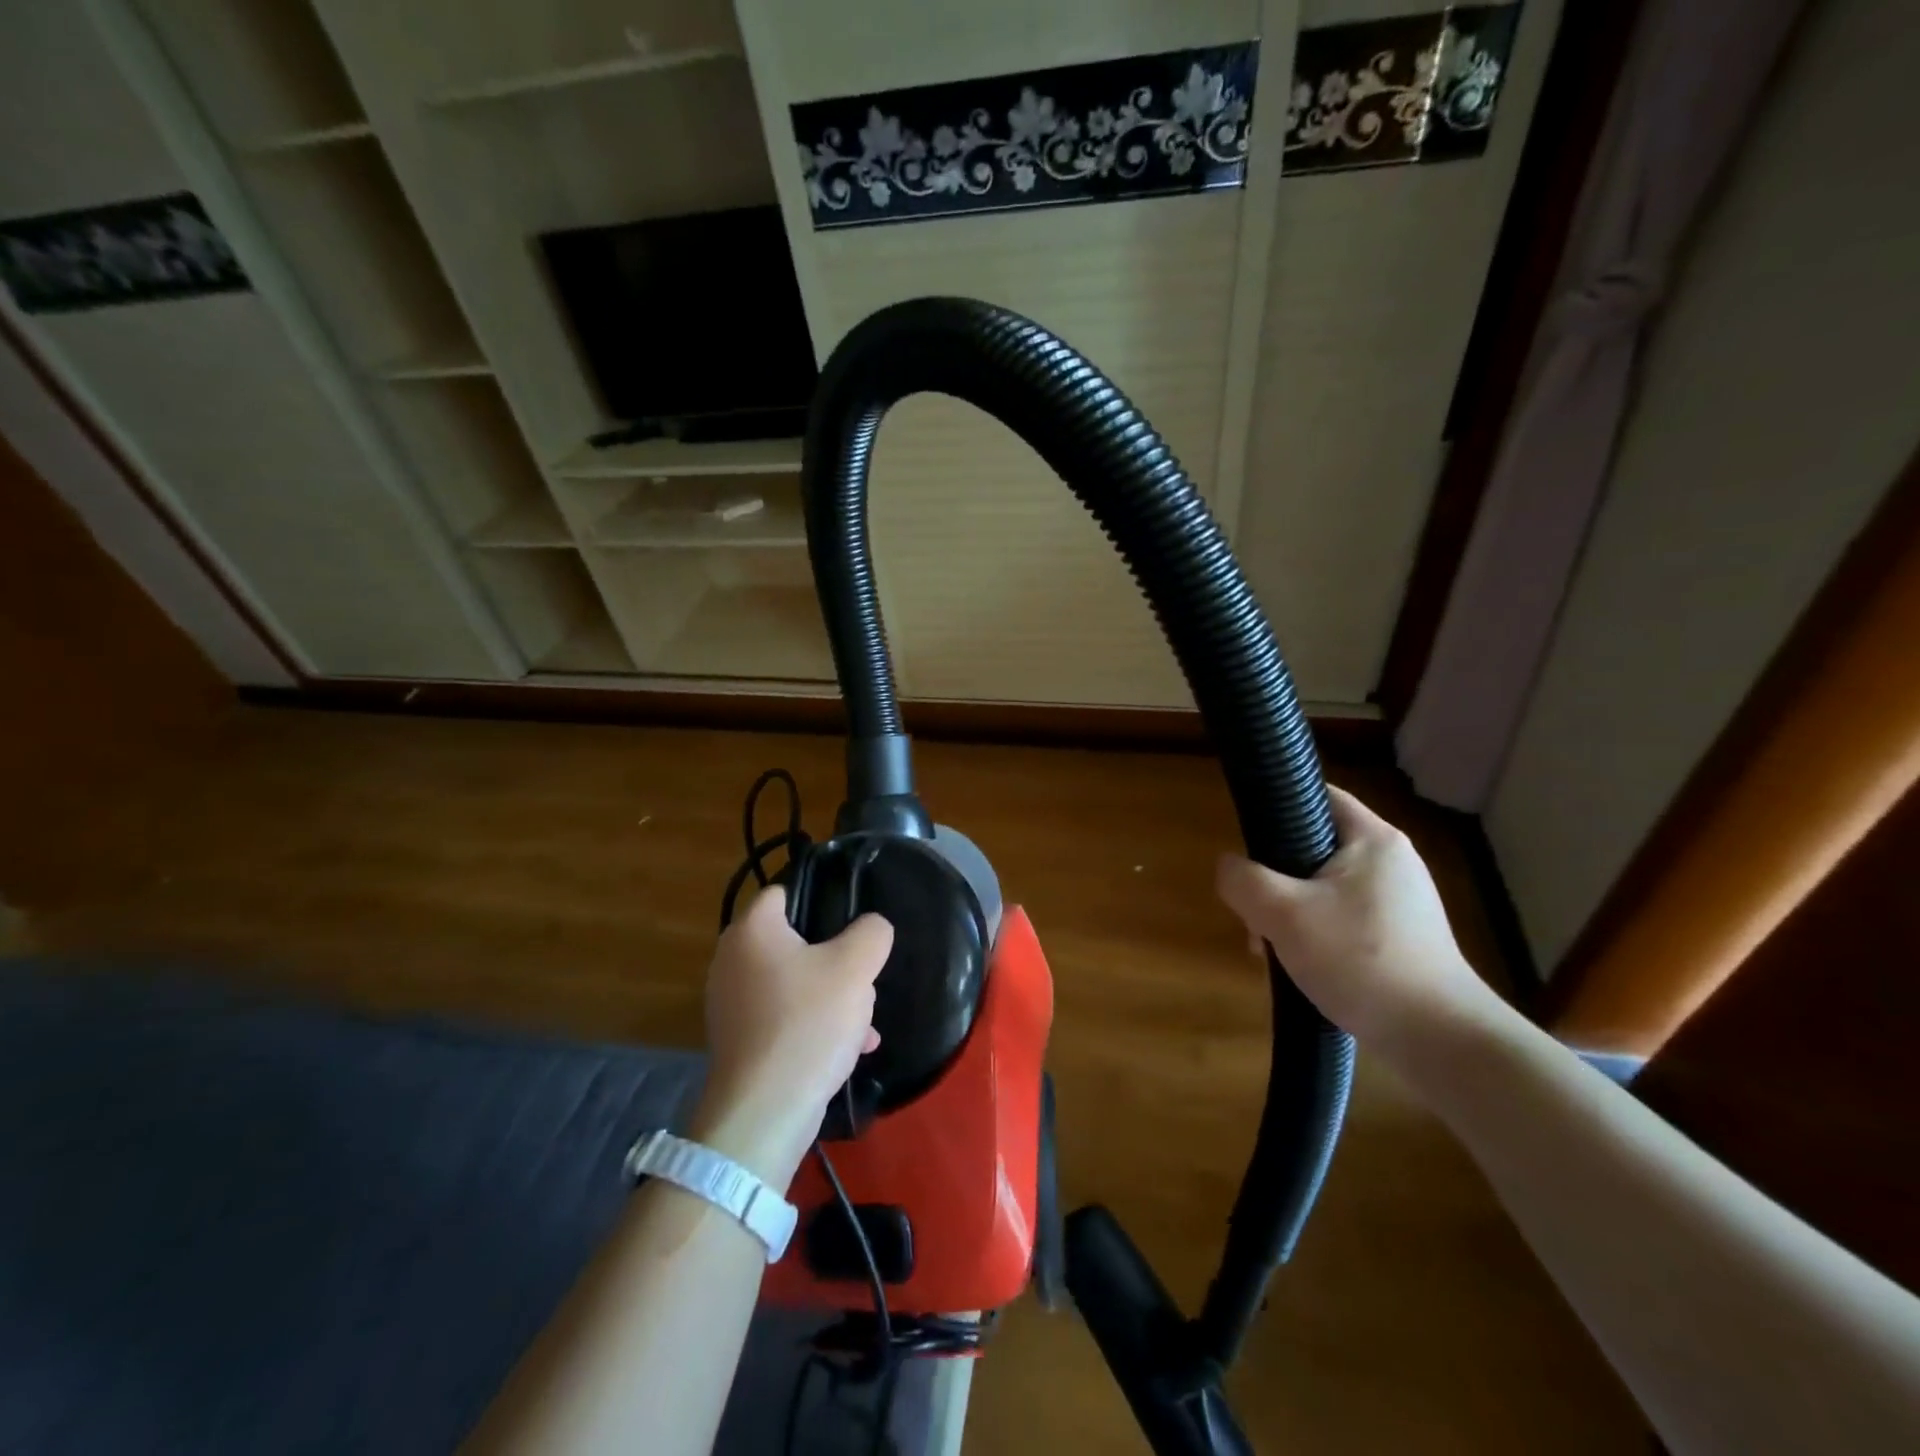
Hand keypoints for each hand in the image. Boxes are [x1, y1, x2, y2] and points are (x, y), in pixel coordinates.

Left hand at [688, 887, 892, 1190]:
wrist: (765, 1112)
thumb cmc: (808, 1023)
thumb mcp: (855, 967)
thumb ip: (872, 933)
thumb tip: (872, 927)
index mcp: (752, 930)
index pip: (783, 891)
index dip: (819, 896)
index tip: (851, 918)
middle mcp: (732, 960)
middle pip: (795, 940)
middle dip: (835, 957)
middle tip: (861, 973)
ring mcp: (732, 1003)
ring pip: (795, 982)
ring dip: (831, 995)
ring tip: (864, 1019)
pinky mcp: (741, 1040)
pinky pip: (786, 1016)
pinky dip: (815, 1023)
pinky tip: (852, 1046)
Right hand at [1215, 785, 1496, 1049]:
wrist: (1439, 1039)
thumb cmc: (1360, 960)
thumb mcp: (1283, 914)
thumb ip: (1243, 880)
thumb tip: (1228, 867)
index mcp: (1372, 839)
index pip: (1316, 795)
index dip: (1275, 806)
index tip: (1245, 841)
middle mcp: (1391, 860)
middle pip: (1312, 846)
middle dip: (1273, 877)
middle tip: (1254, 911)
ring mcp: (1399, 900)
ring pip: (1322, 887)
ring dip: (1288, 911)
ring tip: (1271, 948)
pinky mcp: (1401, 935)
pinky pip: (1341, 917)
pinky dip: (1314, 933)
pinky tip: (1300, 965)